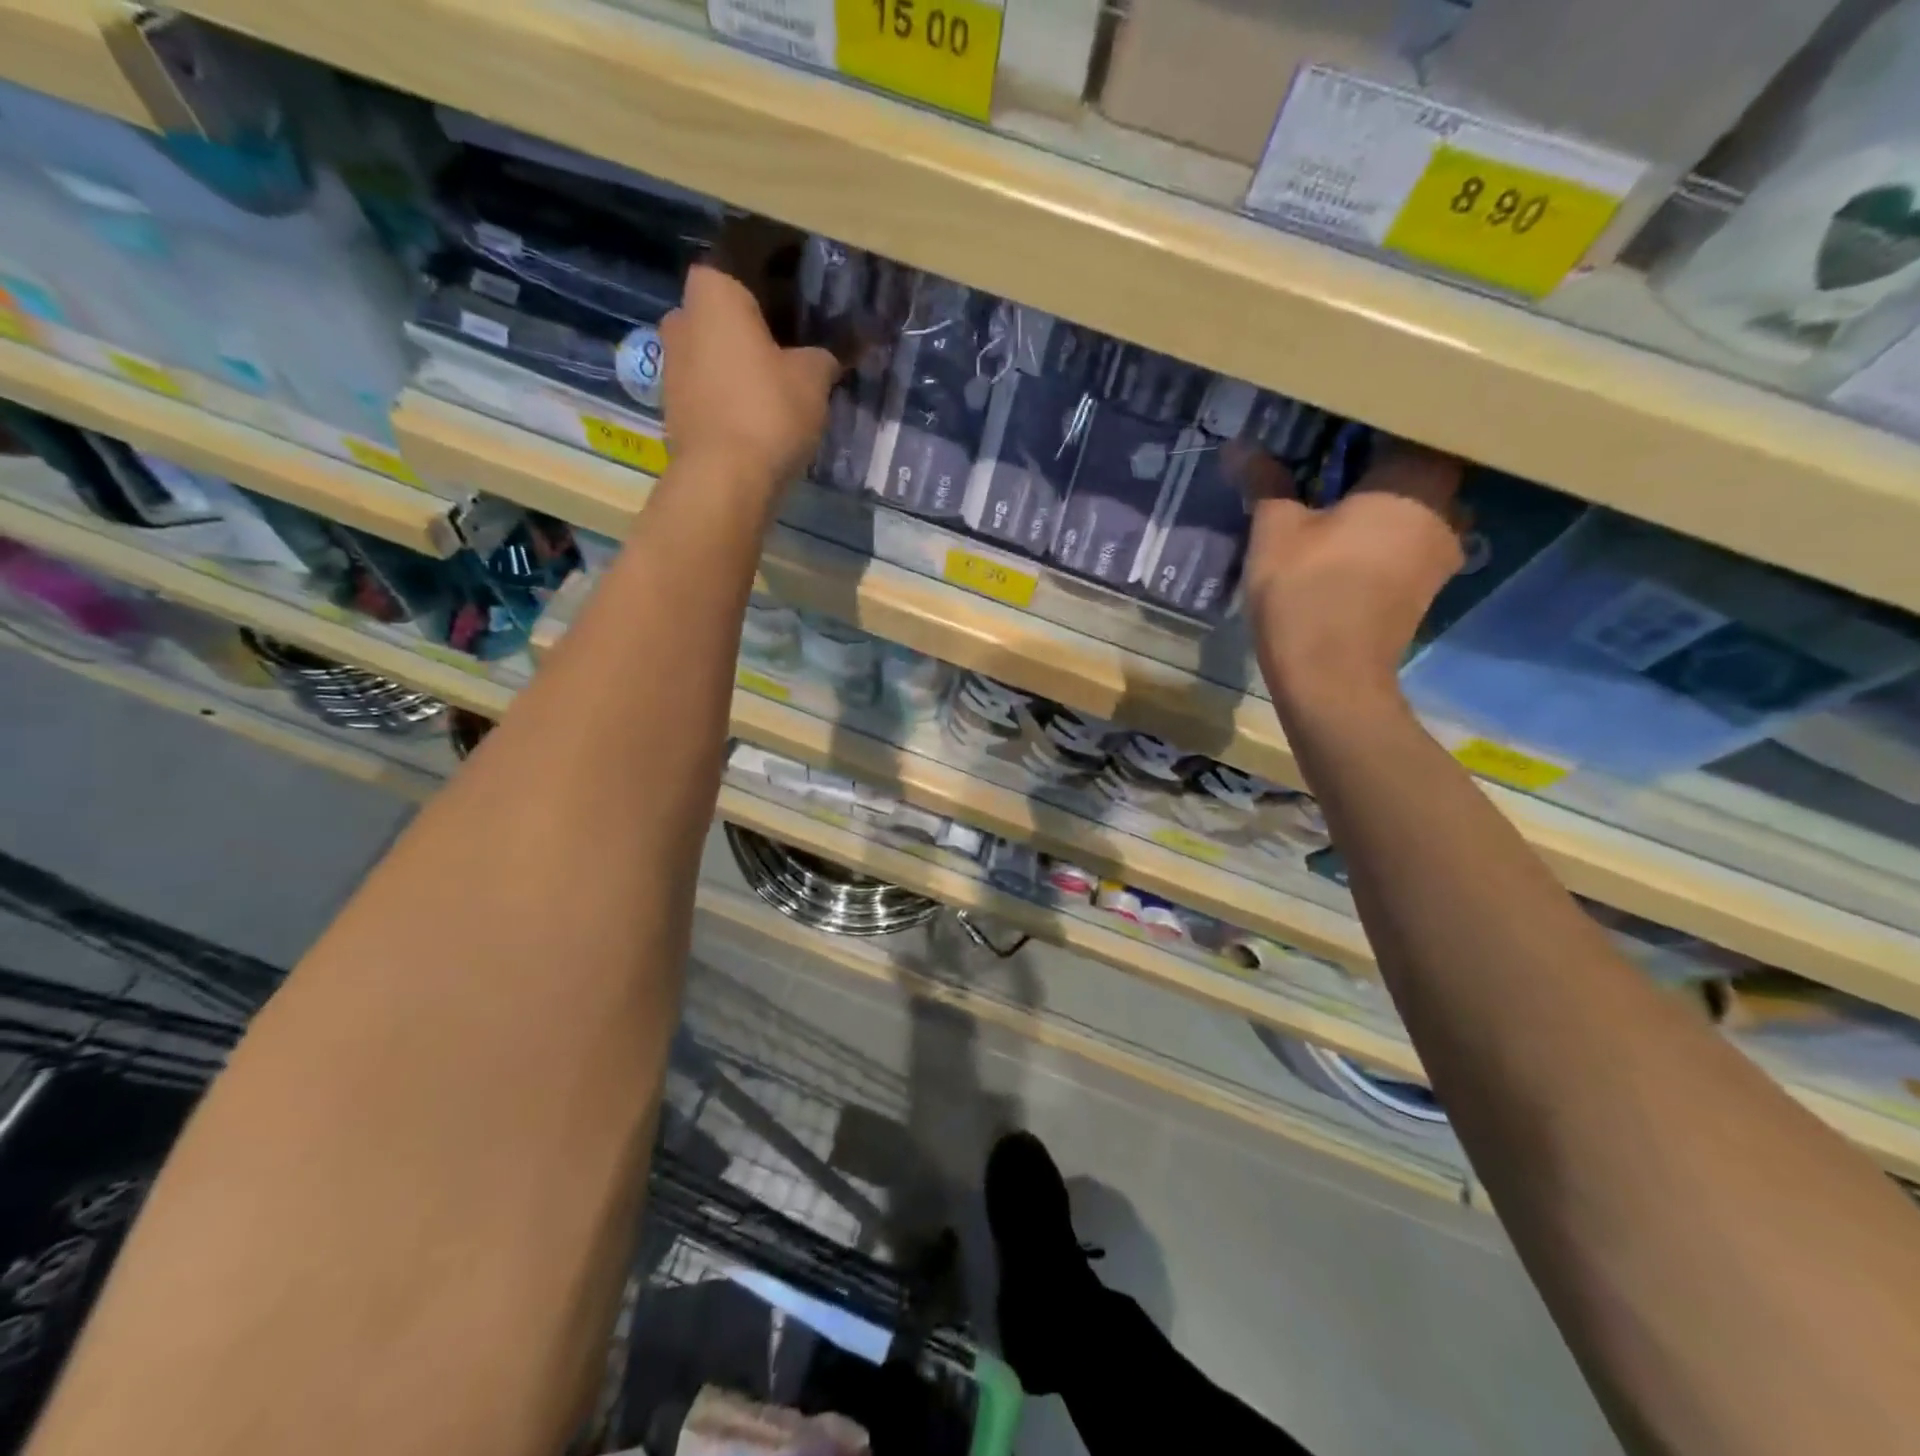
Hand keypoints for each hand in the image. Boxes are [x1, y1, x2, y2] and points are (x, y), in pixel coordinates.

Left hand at [660, 264, 840, 486]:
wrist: (723, 480)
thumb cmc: (768, 410)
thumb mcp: (814, 377)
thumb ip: (829, 354)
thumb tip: (844, 347)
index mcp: (713, 291)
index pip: (747, 258)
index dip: (780, 266)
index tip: (806, 281)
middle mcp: (682, 316)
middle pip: (729, 307)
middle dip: (762, 318)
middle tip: (801, 334)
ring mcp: (673, 364)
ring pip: (718, 347)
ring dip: (746, 356)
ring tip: (786, 374)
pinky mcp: (675, 405)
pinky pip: (712, 383)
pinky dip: (735, 387)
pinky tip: (763, 405)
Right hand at [1241, 438, 1464, 711]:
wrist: (1331, 679)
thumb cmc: (1306, 593)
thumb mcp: (1275, 532)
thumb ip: (1266, 484)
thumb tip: (1241, 447)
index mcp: (1415, 483)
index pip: (1410, 426)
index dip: (1372, 423)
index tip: (1334, 425)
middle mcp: (1445, 511)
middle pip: (1419, 468)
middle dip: (1378, 463)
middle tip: (1329, 463)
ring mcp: (1441, 553)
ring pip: (1417, 509)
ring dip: (1384, 504)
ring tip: (1336, 504)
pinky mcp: (1425, 588)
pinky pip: (1410, 542)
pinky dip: (1385, 536)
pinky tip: (1348, 545)